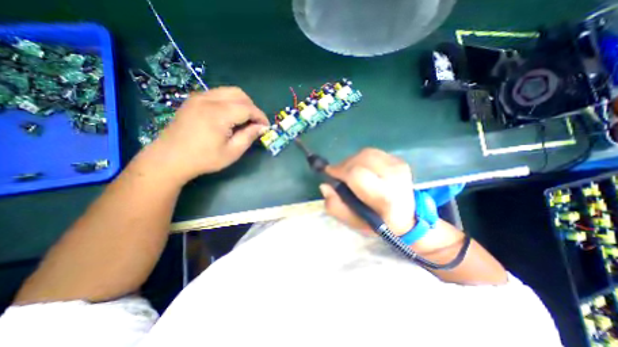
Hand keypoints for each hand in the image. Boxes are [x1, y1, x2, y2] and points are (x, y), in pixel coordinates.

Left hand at [146, 87, 270, 180]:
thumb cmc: (204, 159)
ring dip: (242, 103)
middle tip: (255, 123)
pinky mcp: (193, 100)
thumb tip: (262, 127)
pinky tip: (229, 116)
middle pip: (239, 94)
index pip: (248, 108)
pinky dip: (229, 102)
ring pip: (229, 91)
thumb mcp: (232, 152)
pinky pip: (218, 94)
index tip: (266, 127)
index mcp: (219, 114)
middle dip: (252, 107)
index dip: (260, 116)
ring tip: (244, 119)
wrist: (169, 158)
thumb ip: (249, 136)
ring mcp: (199, 97)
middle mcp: (208, 99)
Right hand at [318, 148, 414, 237]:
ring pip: (366, 153)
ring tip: (349, 171)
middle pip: (360, 160)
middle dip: (344, 165)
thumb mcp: (354, 222)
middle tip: (338, 174)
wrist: (409, 217)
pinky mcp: (399, 160)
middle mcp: (394, 177)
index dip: (339, 170)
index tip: (329, 173)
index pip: (356, 175)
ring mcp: (399, 166)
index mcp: (384, 197)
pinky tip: (362, 168)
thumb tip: (324, 185)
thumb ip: (336, 206)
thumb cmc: (379, 223)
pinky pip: (373, 152)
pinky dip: (362, 158)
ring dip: (352, 160)